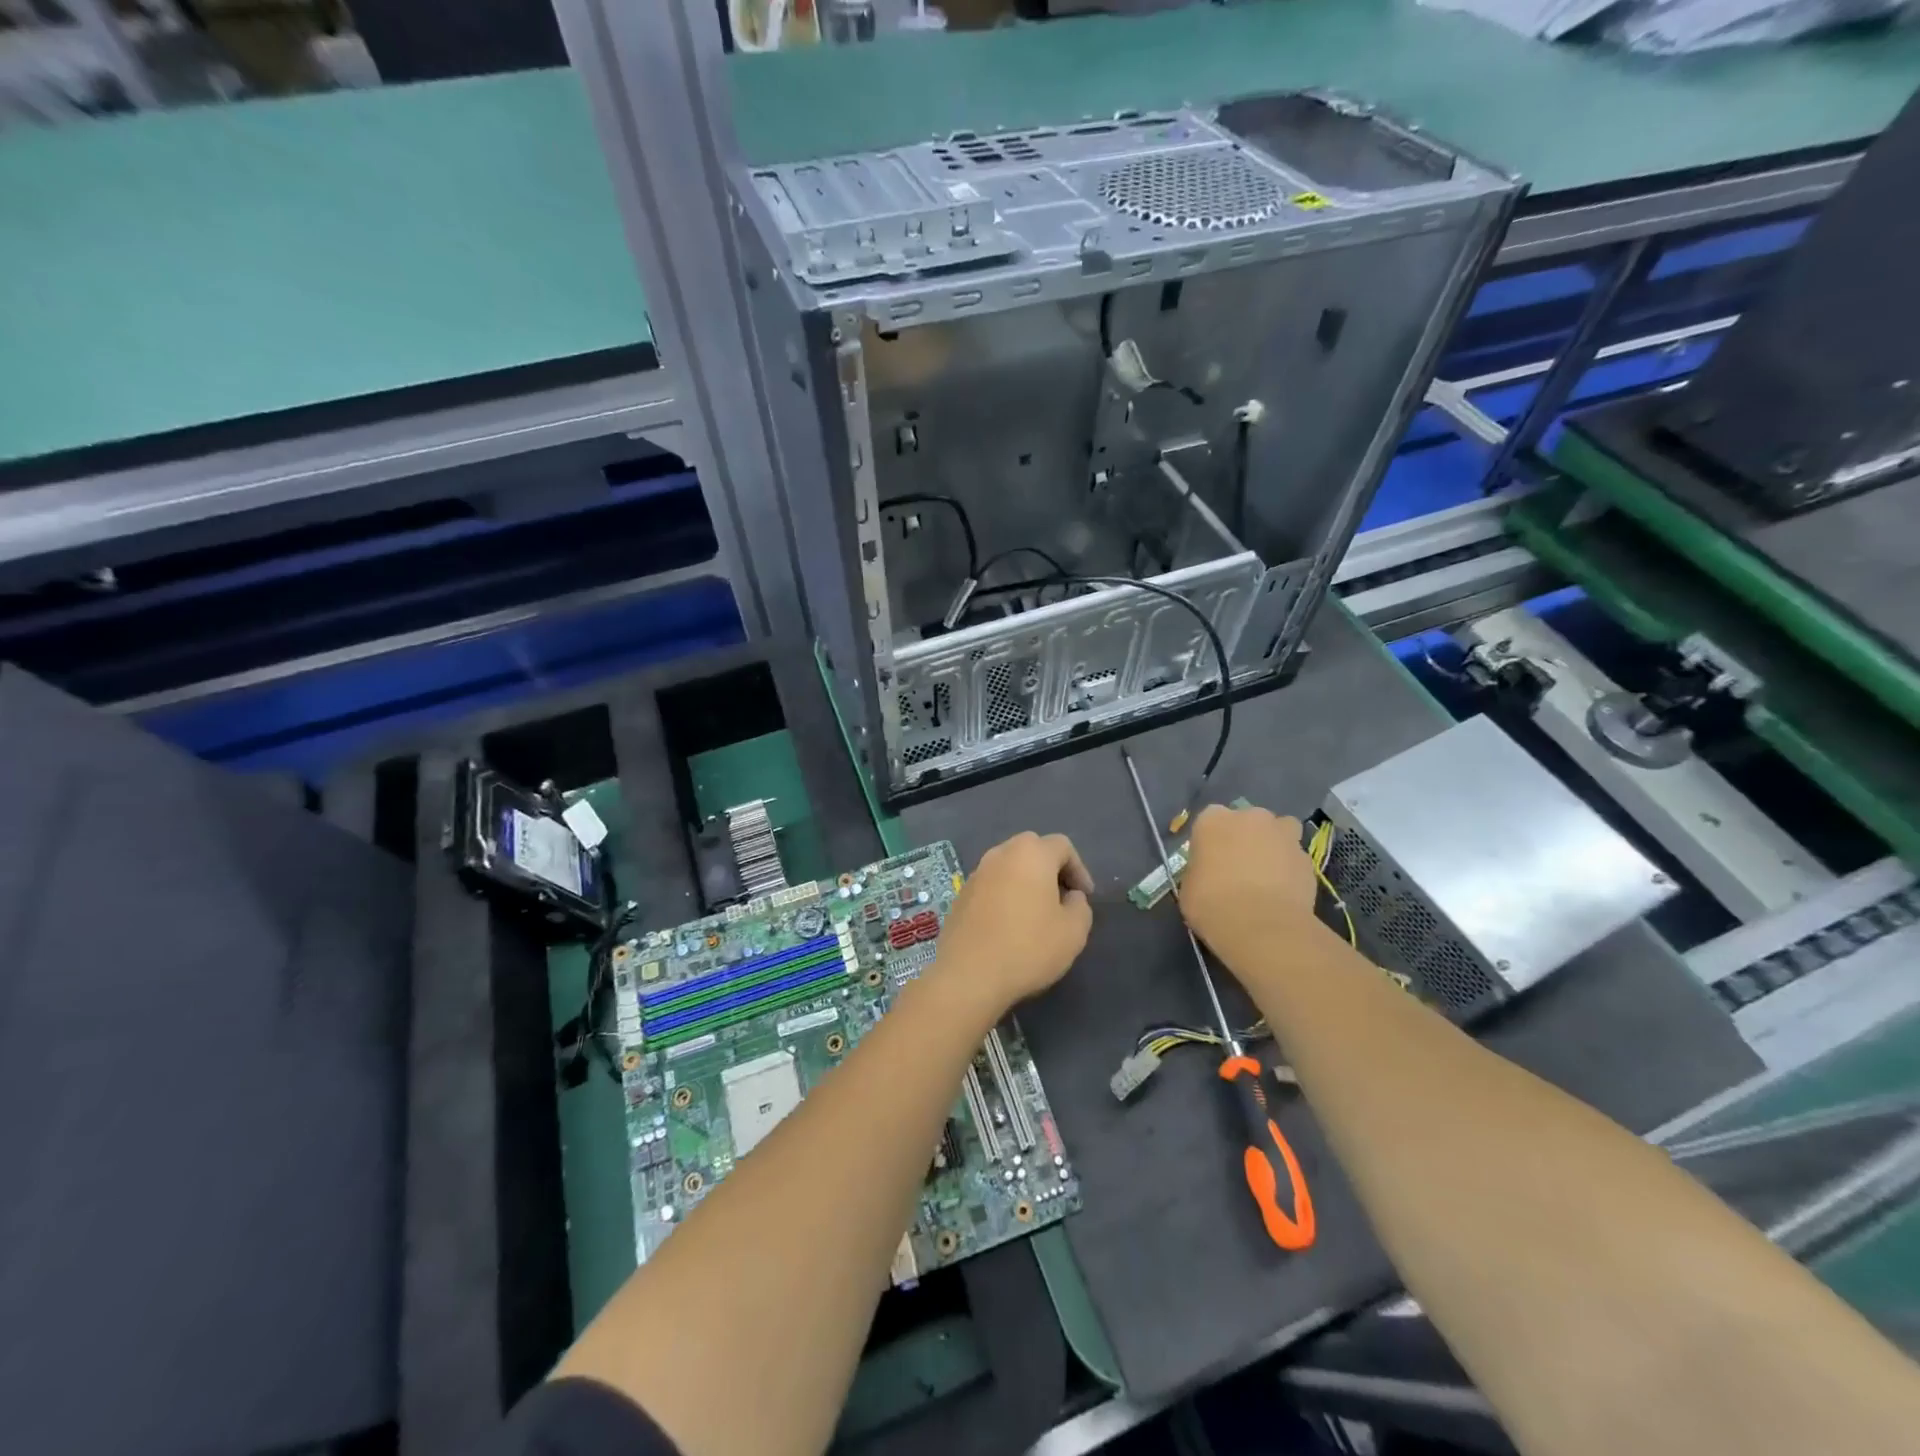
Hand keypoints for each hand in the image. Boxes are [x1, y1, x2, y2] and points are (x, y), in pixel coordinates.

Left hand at [933, 832, 1093, 1018]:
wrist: (968, 974)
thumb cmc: (1028, 948)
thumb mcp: (1073, 932)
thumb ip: (1080, 906)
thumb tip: (1070, 896)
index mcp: (1031, 854)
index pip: (1062, 846)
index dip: (1079, 869)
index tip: (1085, 896)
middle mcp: (1000, 854)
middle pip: (1032, 850)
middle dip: (1051, 869)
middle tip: (1062, 899)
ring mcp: (976, 873)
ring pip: (1009, 867)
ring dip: (1026, 882)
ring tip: (1036, 913)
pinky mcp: (960, 895)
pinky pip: (991, 885)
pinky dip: (1005, 895)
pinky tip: (1009, 925)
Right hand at [1179, 803, 1317, 964]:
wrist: (1261, 926)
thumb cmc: (1212, 903)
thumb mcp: (1188, 887)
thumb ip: (1200, 871)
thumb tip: (1208, 874)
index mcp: (1213, 820)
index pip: (1210, 819)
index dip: (1212, 841)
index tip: (1210, 861)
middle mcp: (1250, 818)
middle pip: (1249, 821)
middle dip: (1246, 838)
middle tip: (1240, 867)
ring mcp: (1283, 835)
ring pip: (1280, 832)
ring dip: (1275, 846)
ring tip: (1268, 875)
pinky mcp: (1308, 858)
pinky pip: (1296, 859)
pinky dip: (1291, 871)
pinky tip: (1284, 894)